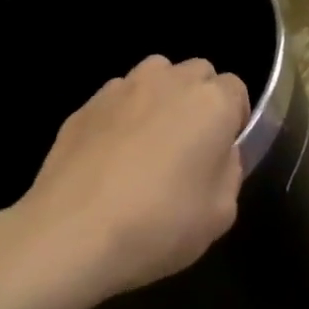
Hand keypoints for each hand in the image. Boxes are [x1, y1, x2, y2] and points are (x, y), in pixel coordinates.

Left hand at [11, 54, 249, 303]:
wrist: (73, 234)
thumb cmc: (161, 225)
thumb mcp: (221, 213)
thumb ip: (228, 171)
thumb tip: (217, 154)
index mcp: (211, 103)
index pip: (236, 89)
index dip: (233, 120)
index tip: (223, 152)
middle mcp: (167, 82)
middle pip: (196, 74)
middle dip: (199, 101)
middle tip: (189, 147)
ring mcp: (120, 89)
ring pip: (153, 77)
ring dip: (160, 100)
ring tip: (149, 146)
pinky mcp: (83, 107)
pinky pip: (116, 101)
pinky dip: (122, 118)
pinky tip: (111, 160)